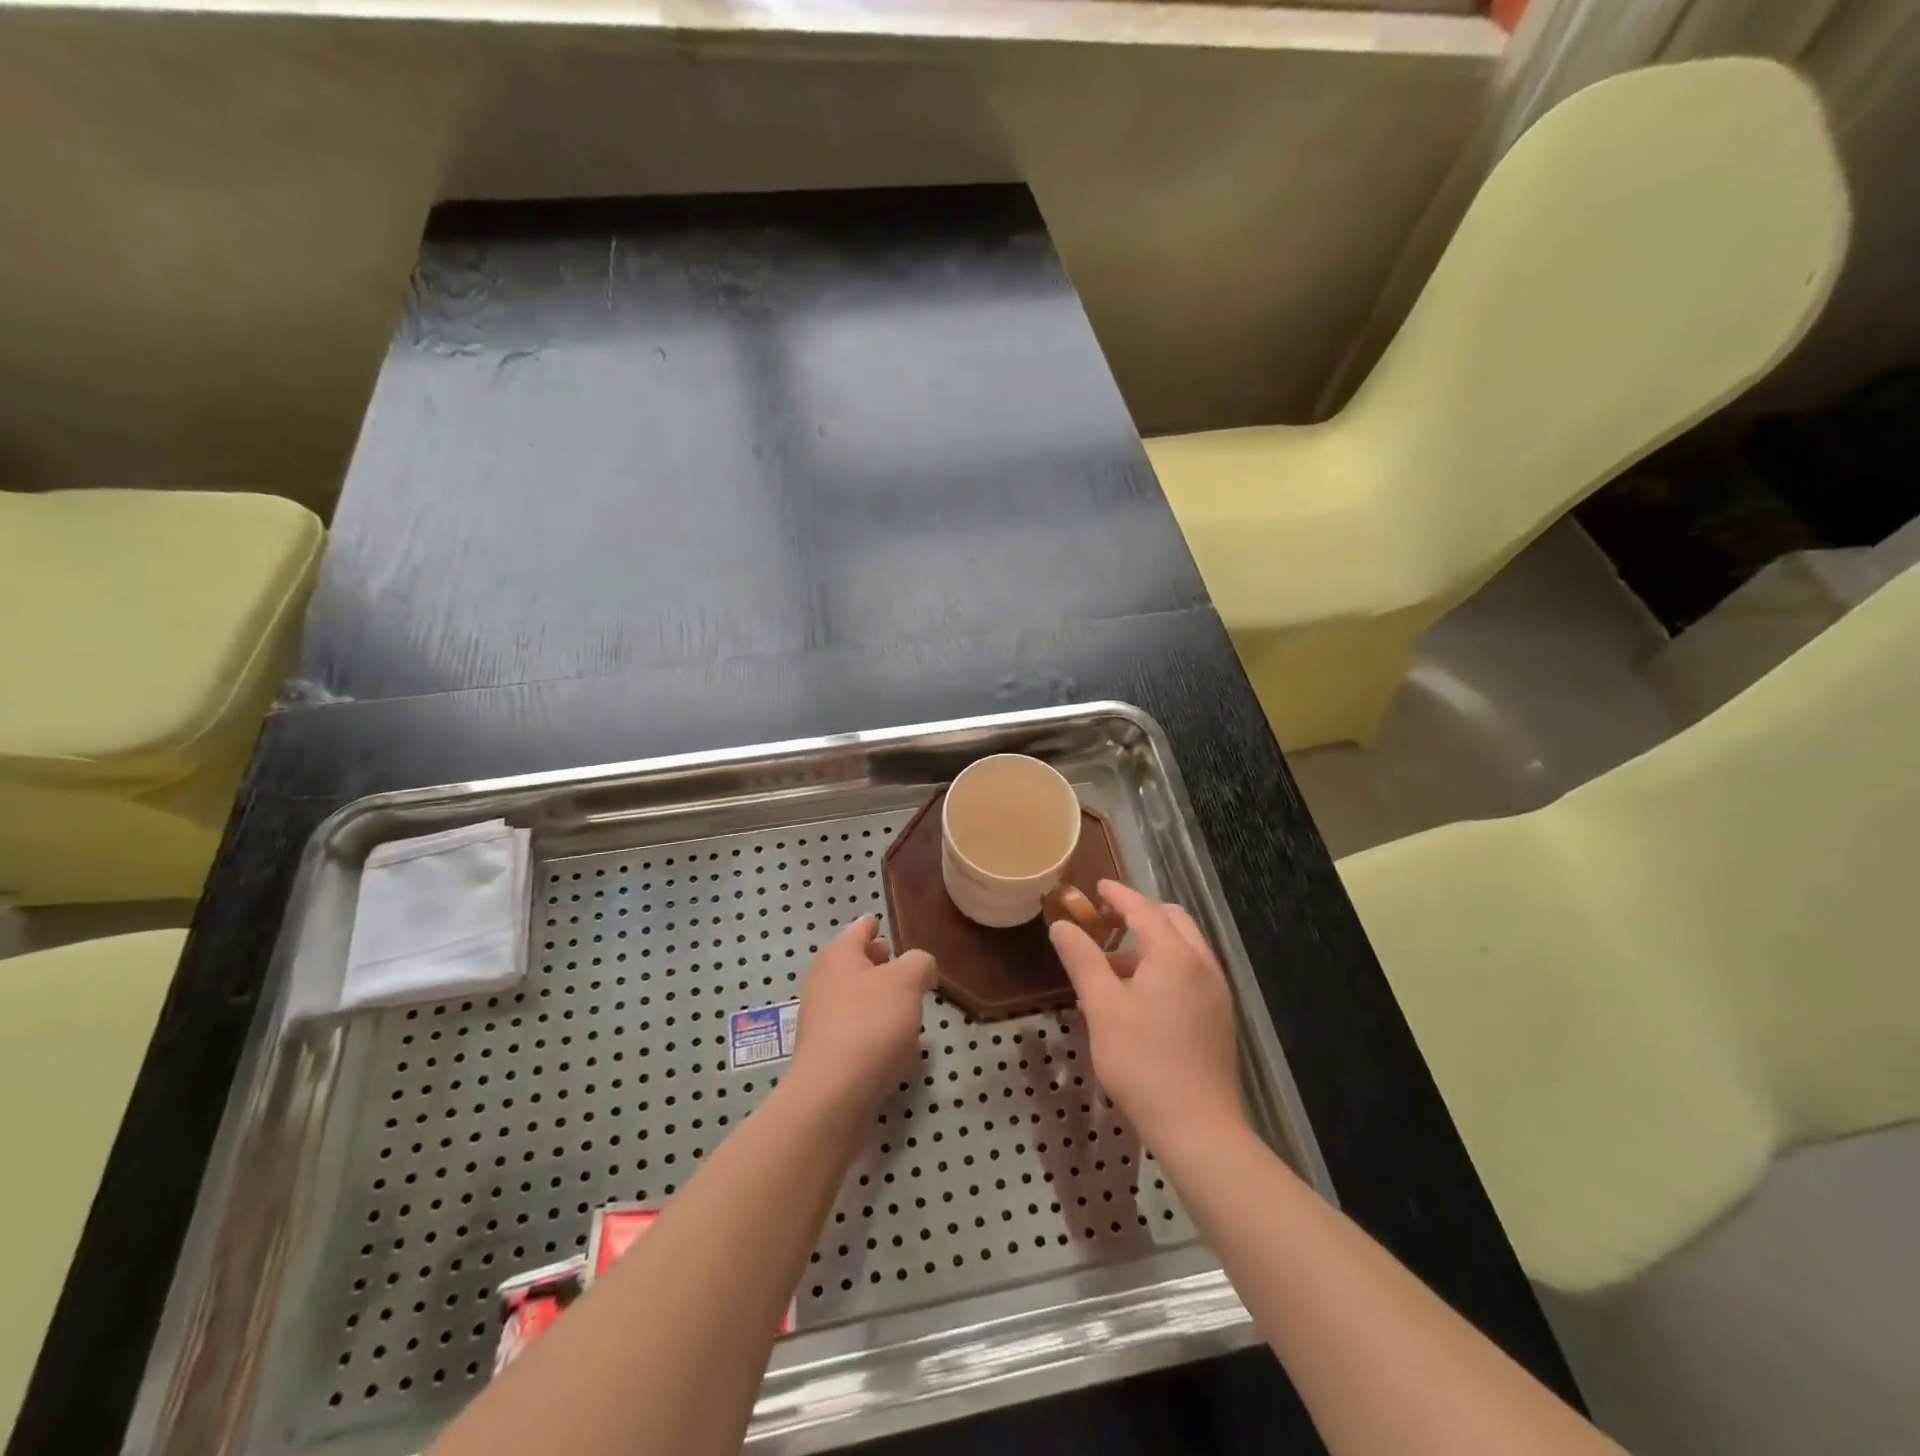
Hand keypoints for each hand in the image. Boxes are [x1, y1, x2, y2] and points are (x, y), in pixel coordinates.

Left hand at [786, 915, 935, 1124]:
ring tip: (909, 1005)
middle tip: (904, 965)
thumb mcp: (907, 981)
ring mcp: (821, 1019)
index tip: (885, 925)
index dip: (874, 925)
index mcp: (839, 955)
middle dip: (879, 962)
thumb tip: (920, 967)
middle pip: (855, 963)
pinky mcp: (827, 1053)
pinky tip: (898, 1044)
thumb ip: (919, 963)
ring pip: (856, 997)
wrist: (833, 1095)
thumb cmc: (870, 1024)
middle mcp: (824, 982)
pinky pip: (856, 1029)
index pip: (860, 929)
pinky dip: (875, 1028)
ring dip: (879, 998)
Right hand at [1049, 881, 1244, 1155]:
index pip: (1143, 908)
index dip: (1118, 895)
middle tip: (1105, 923)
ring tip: (1111, 968)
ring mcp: (1215, 991)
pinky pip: (1190, 972)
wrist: (1198, 1127)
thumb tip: (1062, 925)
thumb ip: (1082, 959)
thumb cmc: (1142, 1061)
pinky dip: (1164, 966)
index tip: (1097, 887)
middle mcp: (1202, 964)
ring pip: (1183, 948)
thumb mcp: (1102, 1007)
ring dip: (1149, 943)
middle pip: (1171, 920)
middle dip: (1138, 914)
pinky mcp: (1218, 1017)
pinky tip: (1137, 998)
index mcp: (1174, 954)